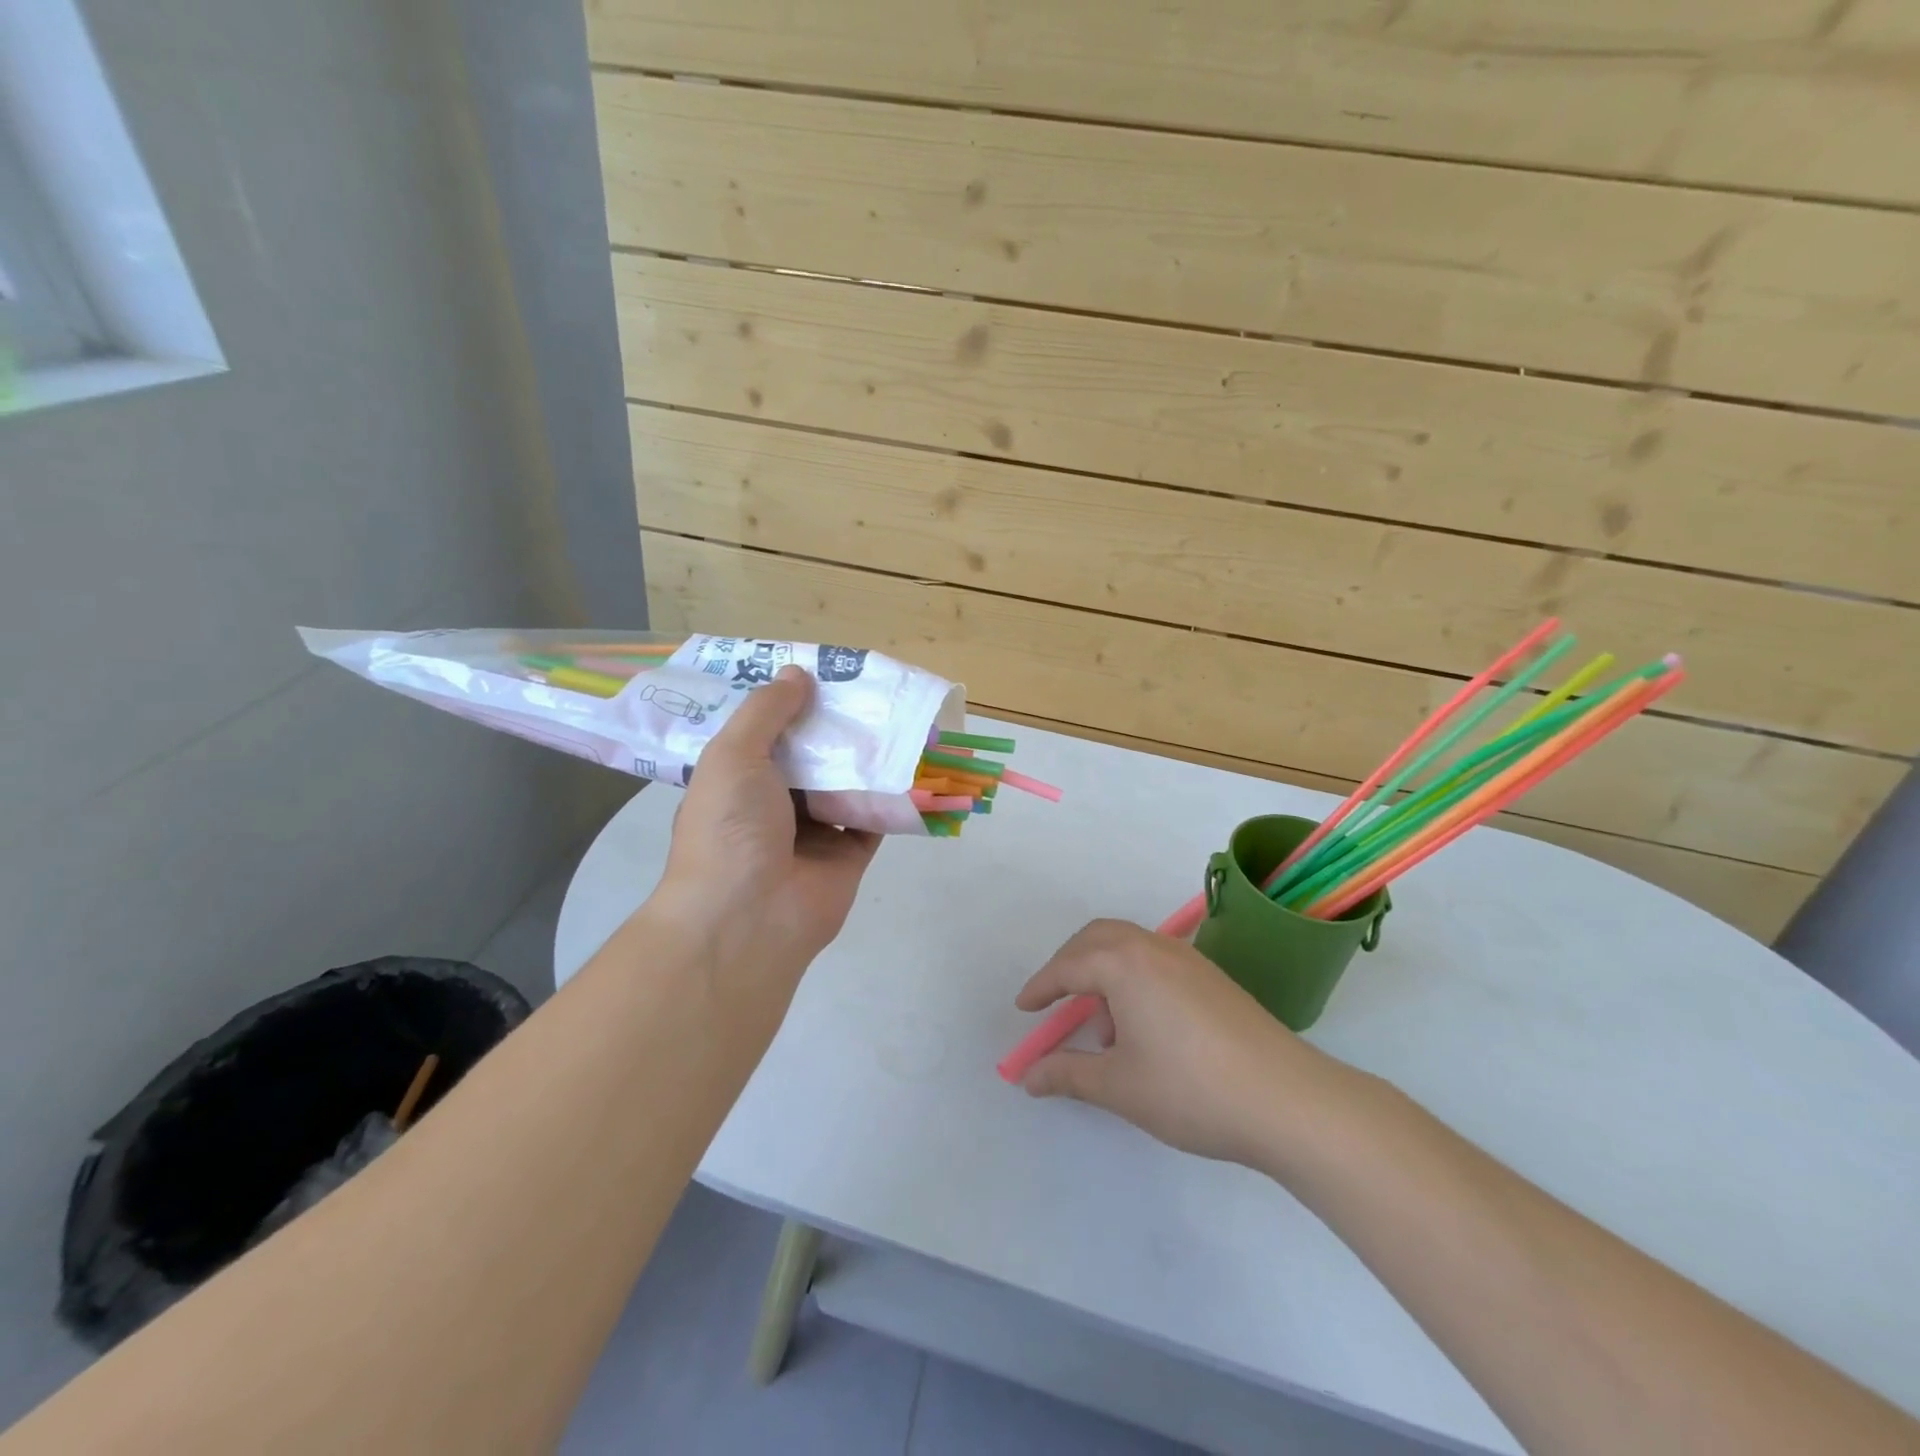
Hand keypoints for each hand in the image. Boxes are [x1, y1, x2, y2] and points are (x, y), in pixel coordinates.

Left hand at [656, 666, 880, 976]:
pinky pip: (874, 817)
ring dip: (866, 756)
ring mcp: (813, 832)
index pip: (764, 733)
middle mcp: (774, 804)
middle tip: (867, 686)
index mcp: (737, 781)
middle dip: (834, 726)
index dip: (787, 703)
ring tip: (896, 713)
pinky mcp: (849, 855)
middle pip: (810, 756)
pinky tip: (912, 760)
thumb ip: (765, 712)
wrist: (749, 917)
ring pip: (845, 783)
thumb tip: (797, 672)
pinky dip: (892, 795)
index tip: (817, 671)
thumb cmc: (729, 828)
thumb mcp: (733, 755)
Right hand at [1015, 919, 1343, 1168]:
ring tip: (1102, 1025)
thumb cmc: (1191, 1089)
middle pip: (1097, 938)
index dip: (1041, 988)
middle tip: (1054, 1001)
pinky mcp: (1211, 977)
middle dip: (1069, 965)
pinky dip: (1132, 977)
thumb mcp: (1119, 1086)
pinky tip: (1142, 1026)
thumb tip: (1028, 1076)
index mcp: (1124, 964)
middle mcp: (1154, 948)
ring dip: (1103, 970)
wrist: (1288, 1100)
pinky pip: (1155, 960)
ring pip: (1129, 945)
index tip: (1024, 1010)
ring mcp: (1188, 959)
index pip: (1068, 967)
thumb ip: (1068, 1074)